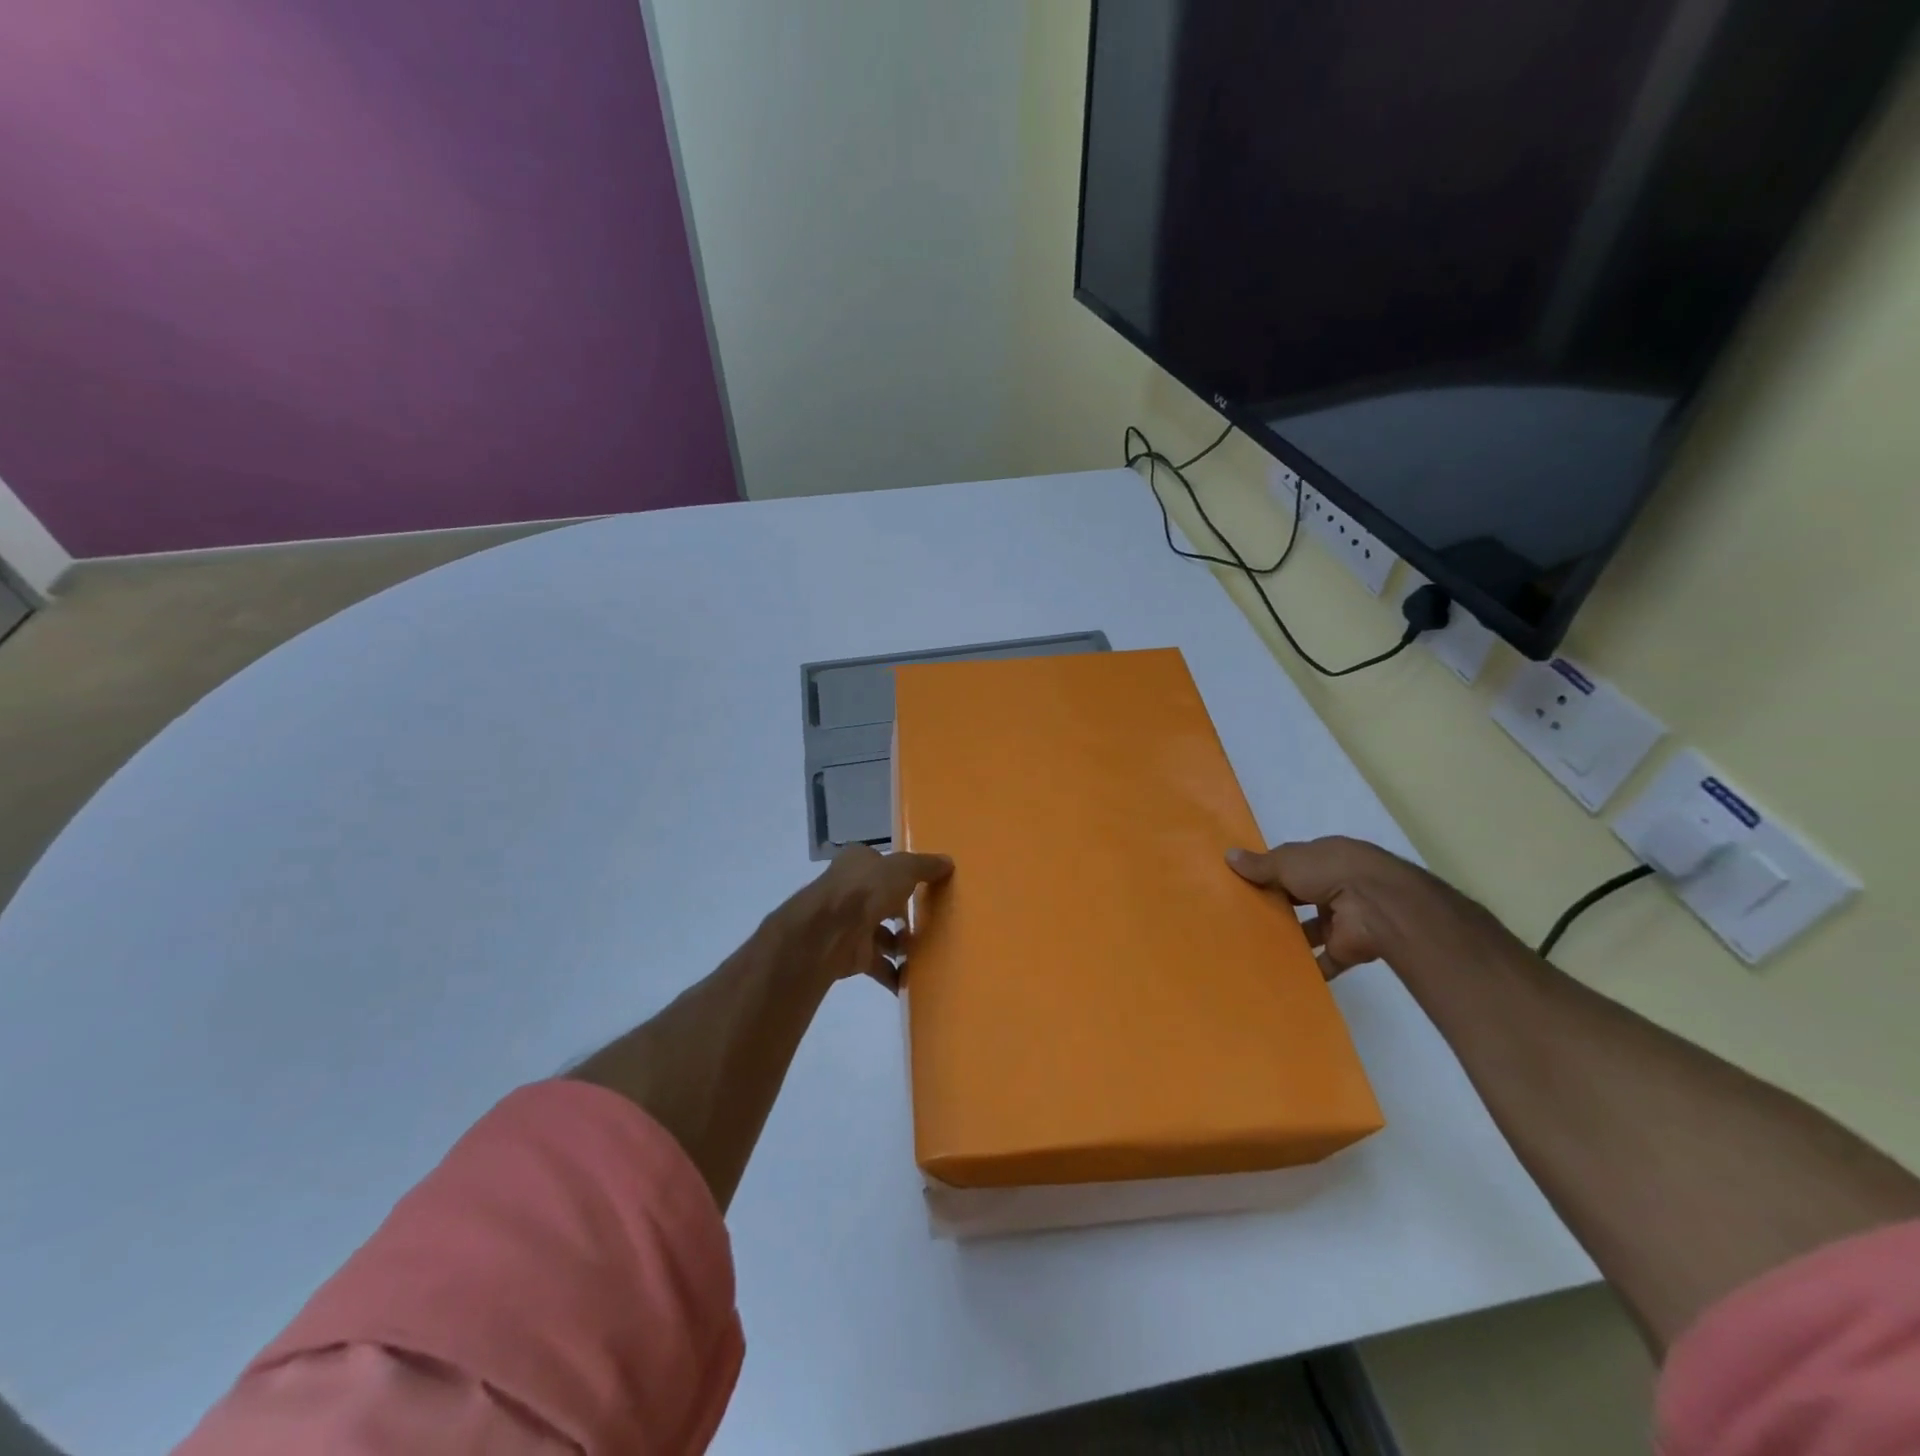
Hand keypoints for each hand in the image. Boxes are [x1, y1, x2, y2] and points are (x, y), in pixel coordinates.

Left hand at [778, 844, 952, 989]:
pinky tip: (915, 980)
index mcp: (857, 863)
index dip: (901, 873)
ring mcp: (849, 924)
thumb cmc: (866, 889)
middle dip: (903, 912)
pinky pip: (878, 965)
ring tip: (930, 952)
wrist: (829, 932)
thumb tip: (948, 863)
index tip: (926, 885)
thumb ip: (925, 866)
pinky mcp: (851, 954)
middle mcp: (850, 891)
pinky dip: (894, 974)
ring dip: (901, 945)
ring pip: (880, 934)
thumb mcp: (903, 868)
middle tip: (934, 921)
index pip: (882, 865)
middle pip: (882, 900)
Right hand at [1227, 836, 1486, 976]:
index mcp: (1324, 859)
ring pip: (1312, 930)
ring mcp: (1344, 918)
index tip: (1244, 884)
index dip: (1271, 873)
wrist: (1377, 905)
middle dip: (1279, 907)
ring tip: (1255, 947)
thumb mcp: (1287, 861)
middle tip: (1244, 917)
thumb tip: (1228, 855)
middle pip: (1302, 898)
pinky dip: (1308, 969)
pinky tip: (1280, 973)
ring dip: (1292, 938)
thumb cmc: (1329, 871)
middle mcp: (1336, 886)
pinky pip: (1325, 961)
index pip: (1293, 865)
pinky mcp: (1349, 949)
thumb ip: (1259, 865)